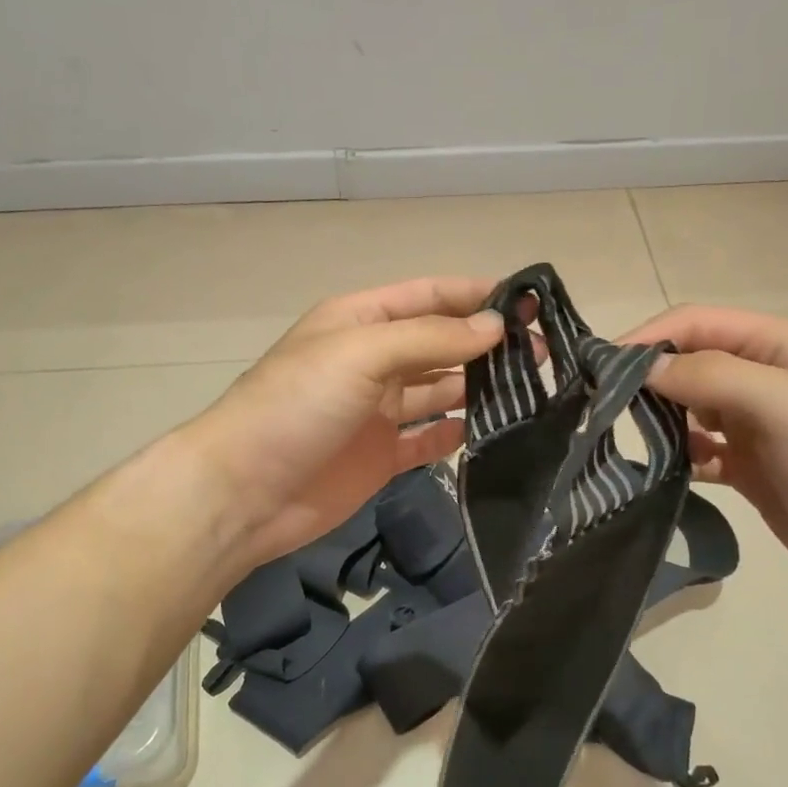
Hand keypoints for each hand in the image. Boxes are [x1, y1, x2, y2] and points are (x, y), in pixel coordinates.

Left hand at [182, 278, 504, 573]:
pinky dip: (457, 433)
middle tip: (541, 353)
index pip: (428, 296)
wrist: (246, 491)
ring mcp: (378, 411)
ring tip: (533, 389)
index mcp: (361, 321)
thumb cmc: (298, 404)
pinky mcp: (382, 456)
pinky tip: (493, 431)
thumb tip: (495, 326)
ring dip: (479, 388)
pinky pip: (429, 438)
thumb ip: (431, 338)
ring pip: (440, 391)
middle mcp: (373, 361)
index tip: (529, 301)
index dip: (475, 295)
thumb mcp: (362, 353)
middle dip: (487, 344)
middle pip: (440, 344)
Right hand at [623, 306, 787, 606]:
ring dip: (658, 418)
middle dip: (646, 378)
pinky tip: (663, 471)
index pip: (695, 324)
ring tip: (625, 438)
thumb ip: (710, 377)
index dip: (648, 338)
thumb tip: (642, 369)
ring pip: (688, 408)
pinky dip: (677, 455)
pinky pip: (698, 450)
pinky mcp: (748, 467)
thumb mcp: (782, 403)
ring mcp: (754, 426)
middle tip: (603, 406)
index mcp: (775, 346)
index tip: (600, 367)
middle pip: (687, 364)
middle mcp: (761, 378)